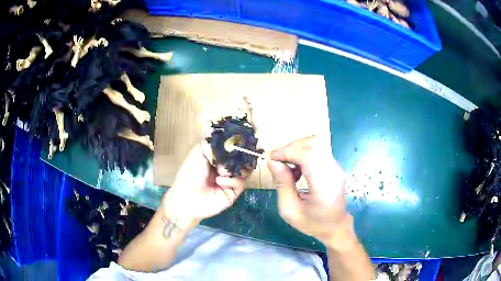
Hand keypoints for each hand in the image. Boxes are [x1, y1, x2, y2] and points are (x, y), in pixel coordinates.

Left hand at [161, 144, 246, 229]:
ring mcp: (232, 180)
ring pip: (245, 170)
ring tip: (221, 170)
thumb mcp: (198, 153)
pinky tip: (219, 181)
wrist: (187, 197)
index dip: (238, 143)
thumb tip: (217, 127)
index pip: (233, 148)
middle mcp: (227, 167)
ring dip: (234, 168)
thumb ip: (210, 142)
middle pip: (243, 158)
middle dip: (240, 155)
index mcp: (219, 158)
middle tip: (237, 153)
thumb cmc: (190, 173)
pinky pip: (241, 182)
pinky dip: (231, 180)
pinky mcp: (234, 192)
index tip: (241, 138)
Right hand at [268, 137, 351, 246]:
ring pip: (317, 144)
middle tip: (278, 161)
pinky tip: (297, 169)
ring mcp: (338, 168)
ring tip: (288, 166)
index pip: (309, 157)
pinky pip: (319, 151)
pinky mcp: (336, 166)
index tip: (272, 158)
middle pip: (314, 145)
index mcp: (324, 188)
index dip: (288, 152)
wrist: (335, 226)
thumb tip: (273, 162)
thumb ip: (282, 185)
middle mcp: (335, 174)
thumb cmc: (312, 223)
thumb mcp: (289, 210)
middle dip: (291, 148)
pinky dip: (304, 153)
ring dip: (298, 149)